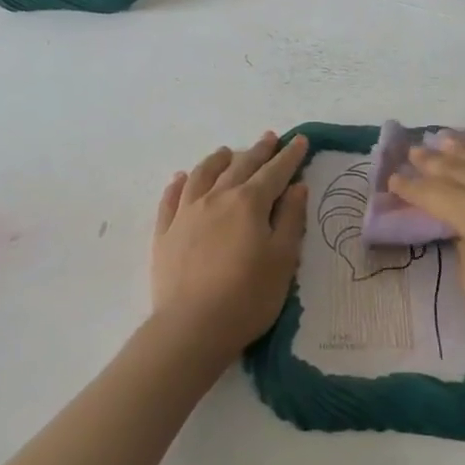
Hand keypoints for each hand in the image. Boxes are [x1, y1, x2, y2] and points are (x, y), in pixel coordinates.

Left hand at [151, 132, 310, 356]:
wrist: (192, 326)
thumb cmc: (248, 296)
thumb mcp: (283, 259)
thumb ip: (291, 219)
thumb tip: (297, 187)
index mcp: (249, 203)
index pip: (274, 172)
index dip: (289, 156)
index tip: (299, 140)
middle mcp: (216, 198)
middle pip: (240, 166)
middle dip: (258, 151)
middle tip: (269, 138)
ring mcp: (186, 213)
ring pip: (202, 174)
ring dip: (217, 160)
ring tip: (226, 151)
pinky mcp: (165, 232)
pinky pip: (170, 198)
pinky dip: (178, 183)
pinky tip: (181, 178)